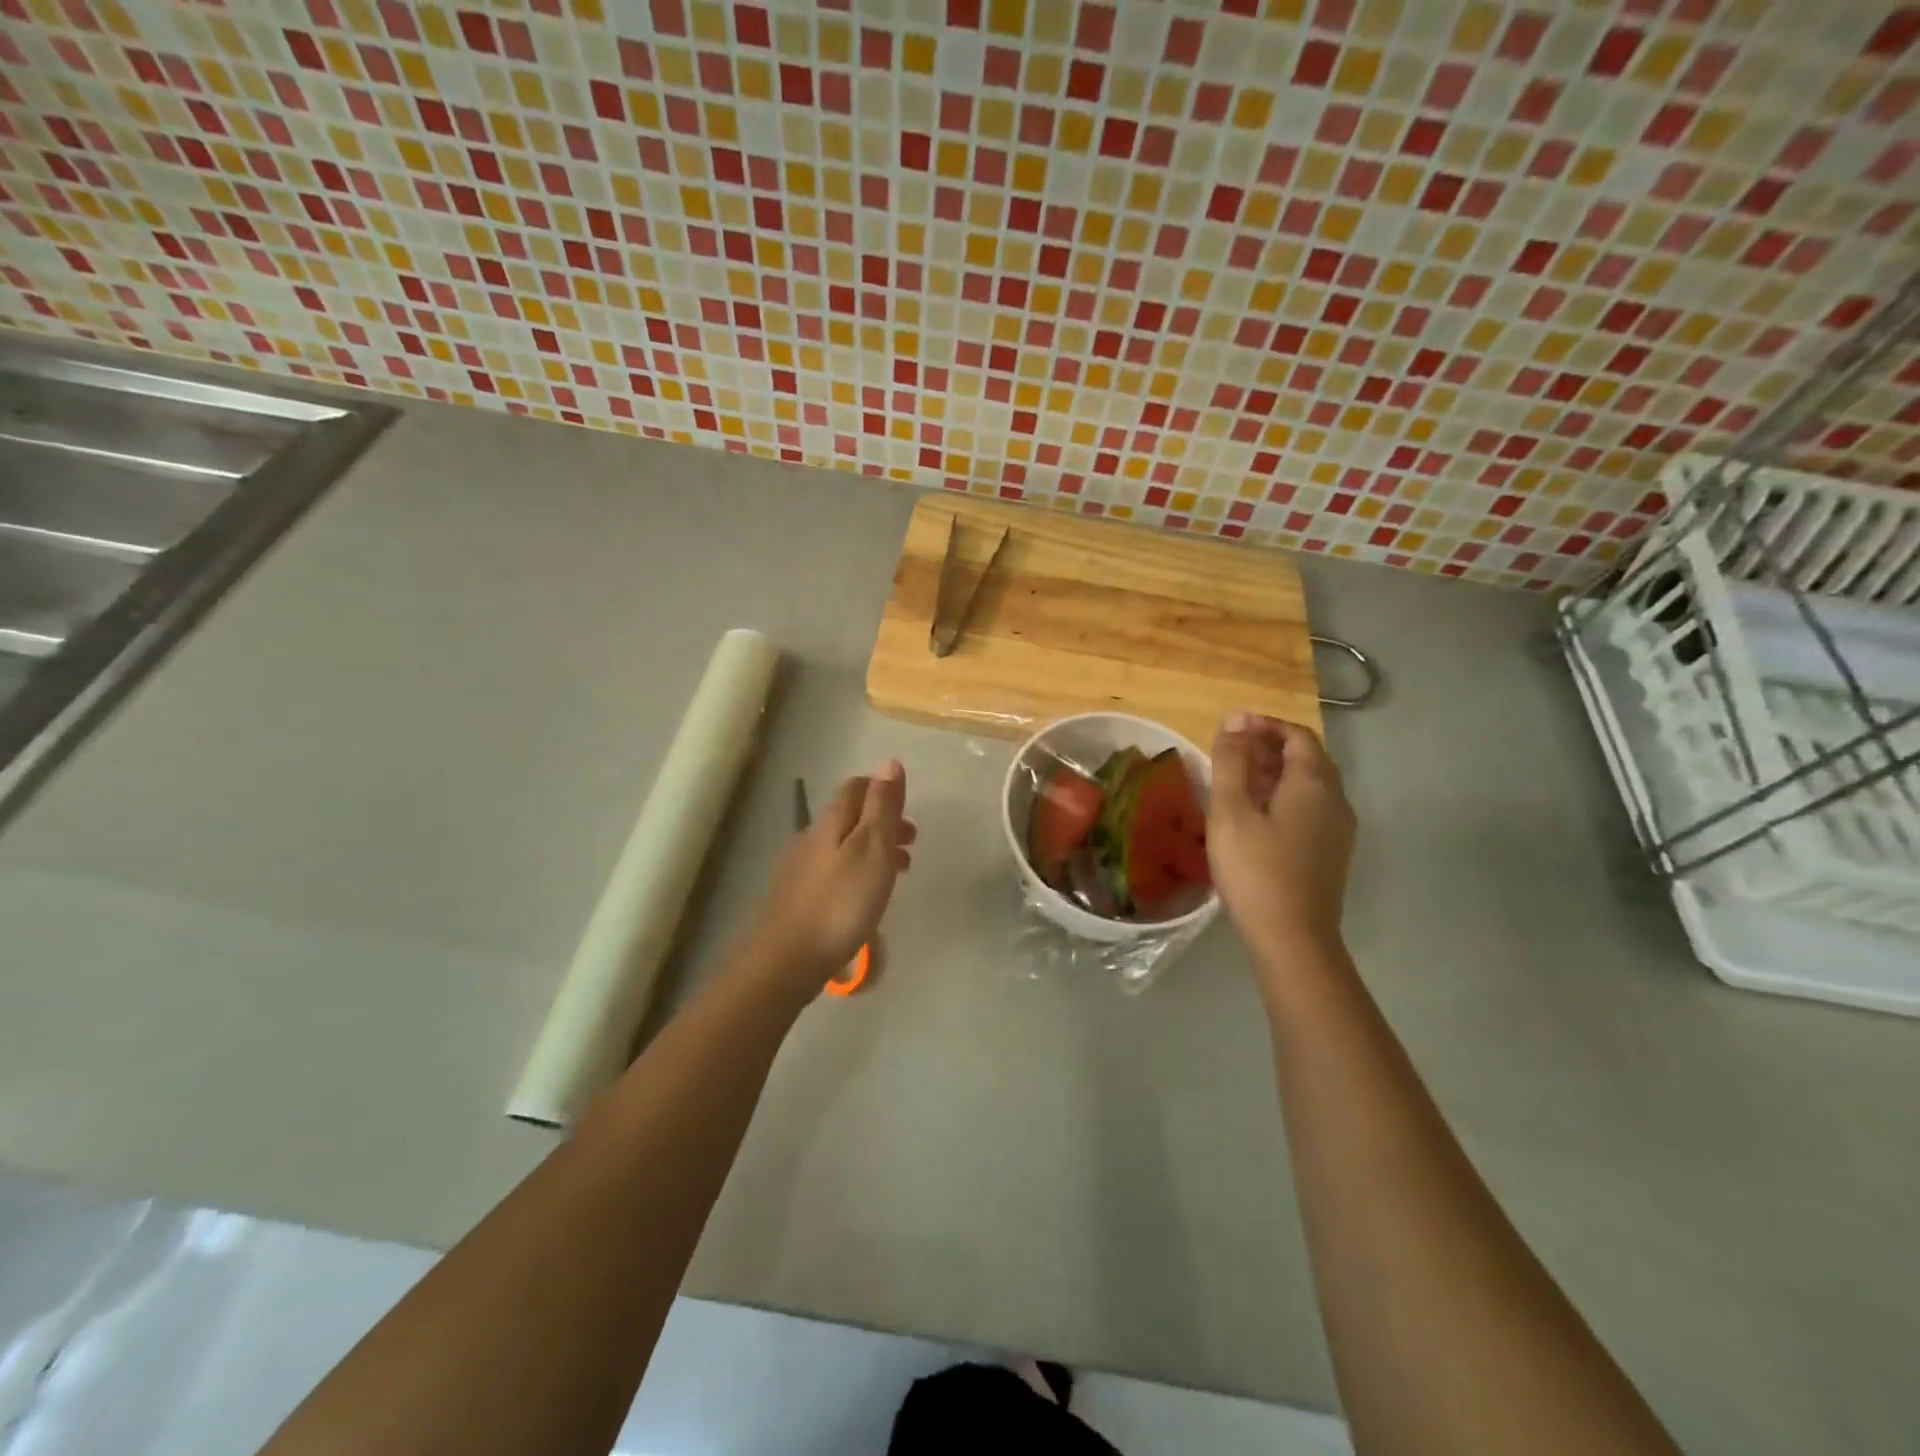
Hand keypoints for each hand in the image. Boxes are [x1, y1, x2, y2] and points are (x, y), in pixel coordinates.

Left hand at [750, 762, 914, 989]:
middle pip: (849, 816)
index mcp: (831, 821)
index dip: (882, 789)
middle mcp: (811, 837)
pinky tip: (864, 896)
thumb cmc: (840, 902)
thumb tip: (890, 763)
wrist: (787, 958)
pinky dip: (857, 870)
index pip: (856, 788)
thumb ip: (882, 807)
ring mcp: (800, 868)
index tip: (907, 806)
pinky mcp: (797, 897)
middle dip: (882, 821)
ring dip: (872, 848)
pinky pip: (833, 870)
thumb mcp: (872, 848)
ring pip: (842, 844)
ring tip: (899, 871)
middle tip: (912, 842)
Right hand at [1209, 714, 1355, 967]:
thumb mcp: (1231, 811)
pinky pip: (1311, 809)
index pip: (1297, 735)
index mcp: (1314, 783)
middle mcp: (1335, 799)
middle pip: (1308, 758)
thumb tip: (1235, 719)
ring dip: (1276, 773)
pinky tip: (1257, 817)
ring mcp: (1338, 829)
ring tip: (1237, 782)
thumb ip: (1231, 761)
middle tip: (1230, 752)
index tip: (1230, 728)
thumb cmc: (1255, 870)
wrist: (1292, 939)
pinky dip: (1284, 798)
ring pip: (1310, 785)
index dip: (1264, 725)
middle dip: (1269, 747)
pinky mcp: (1332, 853)